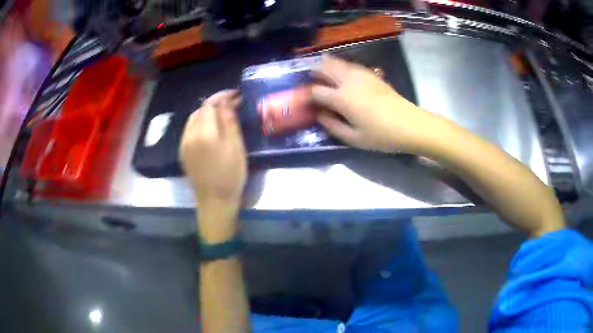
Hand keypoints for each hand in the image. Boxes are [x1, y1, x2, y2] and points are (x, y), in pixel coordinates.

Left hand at [179, 90, 245, 214]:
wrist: (215, 202)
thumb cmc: (231, 176)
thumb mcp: (236, 148)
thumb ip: (229, 122)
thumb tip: (226, 102)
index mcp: (203, 133)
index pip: (209, 105)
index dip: (222, 96)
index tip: (236, 95)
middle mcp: (189, 135)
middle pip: (200, 110)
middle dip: (215, 104)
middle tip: (232, 106)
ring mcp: (184, 144)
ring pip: (193, 120)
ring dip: (207, 113)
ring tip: (222, 116)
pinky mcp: (183, 152)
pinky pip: (190, 130)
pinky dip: (200, 124)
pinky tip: (211, 130)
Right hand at [311, 55, 434, 153]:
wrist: (410, 124)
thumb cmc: (382, 135)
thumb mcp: (354, 138)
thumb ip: (332, 126)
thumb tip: (319, 115)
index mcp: (342, 97)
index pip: (315, 90)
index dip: (305, 95)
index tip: (301, 100)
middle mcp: (348, 80)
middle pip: (324, 67)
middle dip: (311, 71)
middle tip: (306, 79)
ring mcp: (361, 74)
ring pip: (337, 62)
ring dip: (325, 65)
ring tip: (320, 75)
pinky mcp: (371, 74)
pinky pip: (349, 65)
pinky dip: (339, 67)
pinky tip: (341, 76)